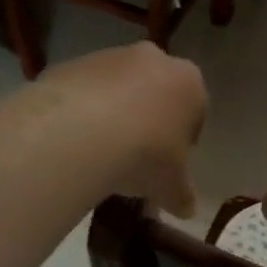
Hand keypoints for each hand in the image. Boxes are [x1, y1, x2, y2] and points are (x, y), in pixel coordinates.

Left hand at [33, 43, 206, 216]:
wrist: (81, 132)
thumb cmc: (146, 155)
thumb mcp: (172, 187)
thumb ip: (182, 195)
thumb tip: (186, 209)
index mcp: (189, 82)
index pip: (195, 110)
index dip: (184, 140)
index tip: (170, 164)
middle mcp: (153, 59)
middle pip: (155, 93)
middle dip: (148, 121)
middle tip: (136, 158)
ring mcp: (109, 57)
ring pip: (117, 89)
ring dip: (113, 115)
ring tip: (100, 155)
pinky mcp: (71, 64)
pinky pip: (82, 92)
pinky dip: (81, 113)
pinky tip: (74, 143)